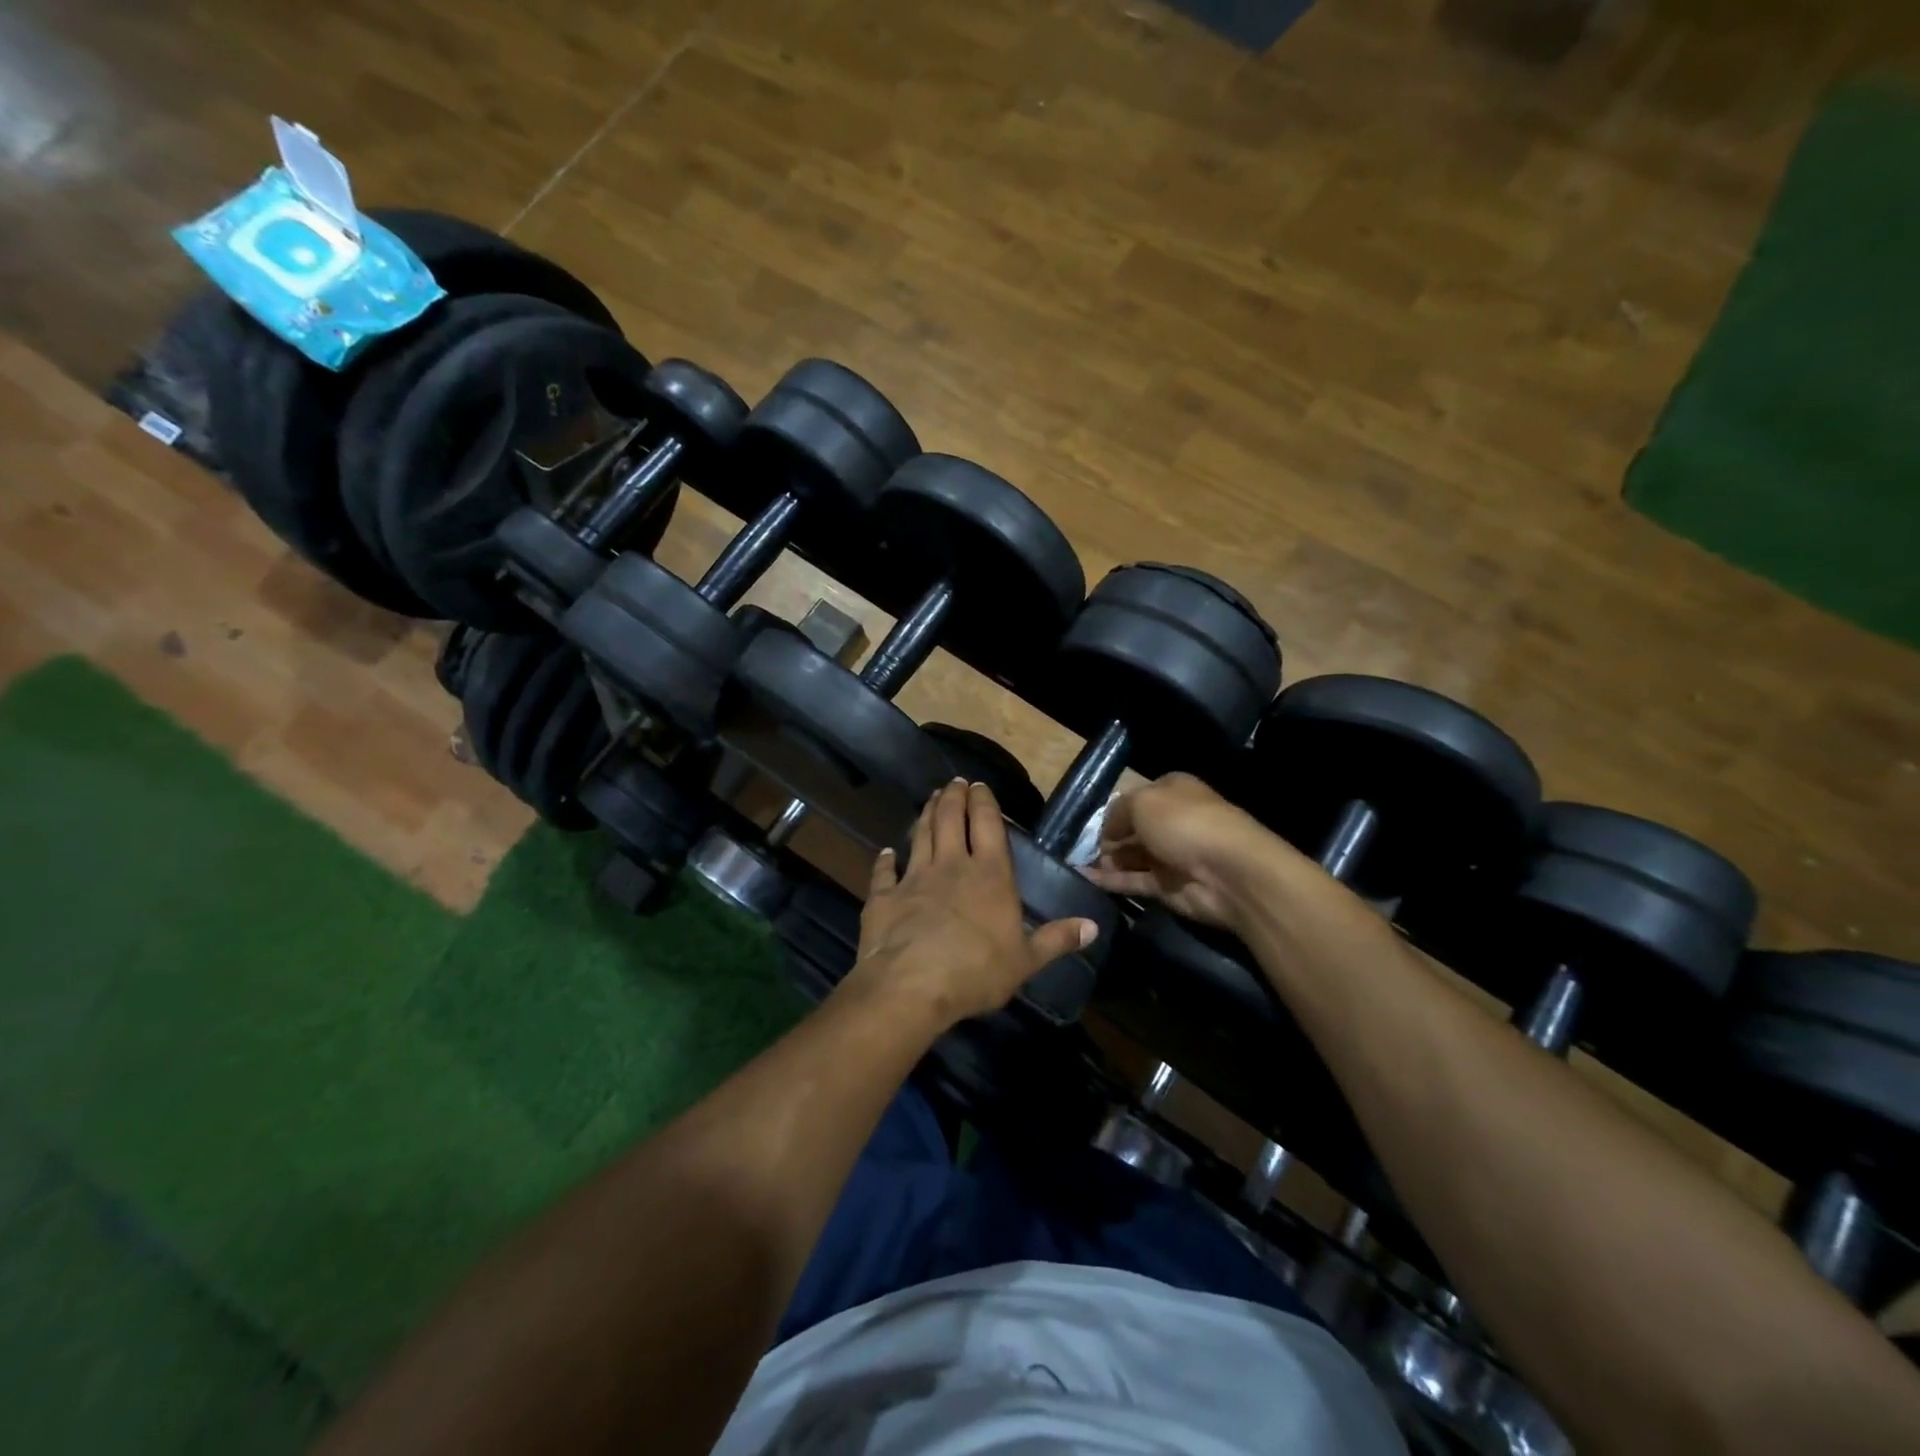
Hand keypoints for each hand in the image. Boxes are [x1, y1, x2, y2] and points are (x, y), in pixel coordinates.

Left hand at [845, 779, 1097, 1026]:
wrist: (912, 985)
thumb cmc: (977, 972)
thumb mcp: (1026, 960)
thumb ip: (1057, 939)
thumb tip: (1093, 926)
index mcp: (990, 875)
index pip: (988, 824)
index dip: (984, 801)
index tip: (979, 785)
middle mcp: (952, 865)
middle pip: (951, 819)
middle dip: (954, 796)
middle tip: (954, 783)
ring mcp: (914, 877)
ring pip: (920, 834)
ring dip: (926, 814)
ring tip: (931, 799)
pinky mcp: (885, 895)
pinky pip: (884, 871)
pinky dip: (885, 859)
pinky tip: (886, 852)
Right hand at [1083, 773, 1272, 928]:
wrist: (1227, 872)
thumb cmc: (1184, 823)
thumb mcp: (1142, 801)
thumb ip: (1117, 812)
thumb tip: (1107, 831)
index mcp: (1172, 792)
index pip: (1138, 797)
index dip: (1114, 809)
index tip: (1089, 823)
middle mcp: (1173, 821)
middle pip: (1134, 829)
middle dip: (1107, 838)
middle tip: (1077, 847)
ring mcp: (1172, 856)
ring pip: (1132, 857)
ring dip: (1106, 860)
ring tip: (1076, 864)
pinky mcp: (1168, 887)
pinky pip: (1134, 881)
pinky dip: (1111, 881)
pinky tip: (1085, 880)